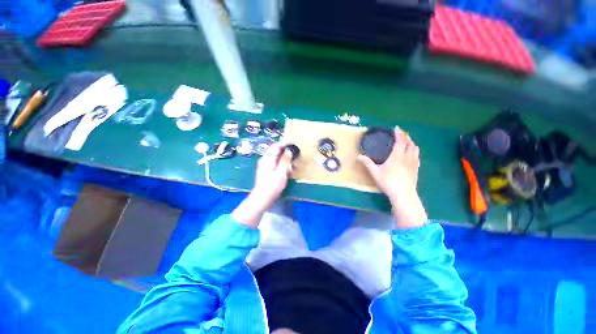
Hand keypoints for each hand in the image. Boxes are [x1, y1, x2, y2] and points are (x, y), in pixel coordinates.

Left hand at [233, 142, 292, 227]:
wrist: (262, 198)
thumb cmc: (272, 186)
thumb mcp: (281, 173)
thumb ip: (285, 160)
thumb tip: (289, 150)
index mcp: (267, 158)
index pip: (276, 146)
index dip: (285, 143)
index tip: (294, 143)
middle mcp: (265, 160)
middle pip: (275, 150)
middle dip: (285, 149)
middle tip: (295, 150)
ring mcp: (265, 165)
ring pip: (276, 156)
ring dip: (284, 156)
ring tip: (293, 158)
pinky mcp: (267, 171)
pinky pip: (275, 162)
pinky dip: (282, 163)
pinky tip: (288, 168)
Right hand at [358, 129, 427, 228]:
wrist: (403, 195)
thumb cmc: (388, 182)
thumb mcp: (375, 173)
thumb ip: (367, 163)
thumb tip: (359, 156)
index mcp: (397, 156)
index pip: (401, 141)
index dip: (399, 133)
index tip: (396, 128)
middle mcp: (407, 157)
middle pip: (410, 143)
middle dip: (406, 136)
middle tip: (401, 133)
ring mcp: (414, 163)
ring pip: (415, 148)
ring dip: (411, 142)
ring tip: (406, 141)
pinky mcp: (416, 169)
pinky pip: (417, 156)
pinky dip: (414, 150)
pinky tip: (411, 154)